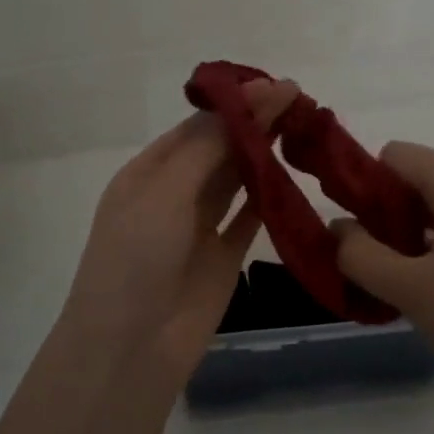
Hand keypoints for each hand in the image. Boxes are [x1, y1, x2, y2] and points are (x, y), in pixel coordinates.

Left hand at [62, 79, 299, 372]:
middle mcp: (174, 193)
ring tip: (302, 126)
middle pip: (219, 149)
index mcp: (148, 172)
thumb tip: (249, 100)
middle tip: (299, 99)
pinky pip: (250, 217)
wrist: (130, 347)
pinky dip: (270, 196)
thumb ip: (209, 147)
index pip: (197, 127)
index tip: (277, 86)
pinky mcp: (225, 257)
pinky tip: (292, 174)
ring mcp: (200, 226)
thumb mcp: (165, 192)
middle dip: (254, 123)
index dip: (235, 105)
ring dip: (265, 153)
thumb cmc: (136, 258)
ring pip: (237, 179)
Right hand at [332, 142, 433, 410]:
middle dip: (387, 211)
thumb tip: (337, 228)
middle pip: (419, 177)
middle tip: (373, 258)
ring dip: (411, 231)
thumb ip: (361, 254)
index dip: (365, 183)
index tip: (353, 228)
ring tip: (398, 276)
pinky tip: (432, 285)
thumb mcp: (409, 289)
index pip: (397, 155)